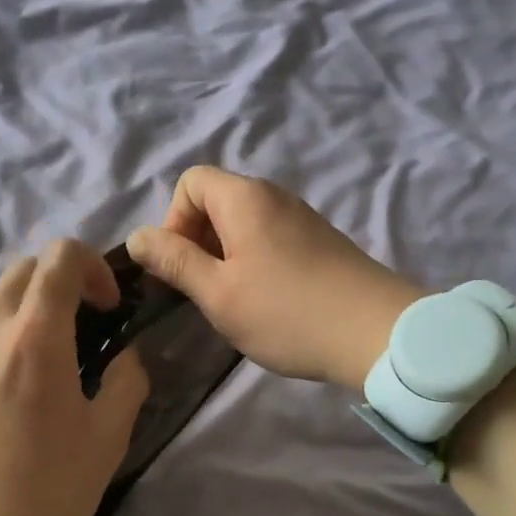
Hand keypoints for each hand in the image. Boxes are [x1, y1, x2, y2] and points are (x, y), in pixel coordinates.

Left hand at [0, 240, 148, 515]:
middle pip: (25, 268)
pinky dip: (11, 333)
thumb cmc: (45, 495)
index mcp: (34, 337)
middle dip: (64, 278)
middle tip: (90, 322)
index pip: (60, 258)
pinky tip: (26, 385)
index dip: (95, 267)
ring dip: (35, 307)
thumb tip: (126, 357)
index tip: (112, 308)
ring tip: (60, 357)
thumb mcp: (106, 440)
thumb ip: (125, 382)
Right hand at [127, 166, 424, 392]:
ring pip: (243, 222)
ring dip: (225, 255)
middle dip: (197, 240)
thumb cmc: (287, 313)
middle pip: (216, 200)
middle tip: (203, 289)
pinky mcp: (320, 240)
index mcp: (244, 198)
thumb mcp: (218, 293)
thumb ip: (174, 261)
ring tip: (234, 300)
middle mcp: (274, 195)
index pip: (190, 182)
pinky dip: (254, 260)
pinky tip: (267, 301)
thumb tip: (137, 237)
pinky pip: (270, 237)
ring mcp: (301, 217)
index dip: (173, 220)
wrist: (378, 333)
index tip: (182, 266)